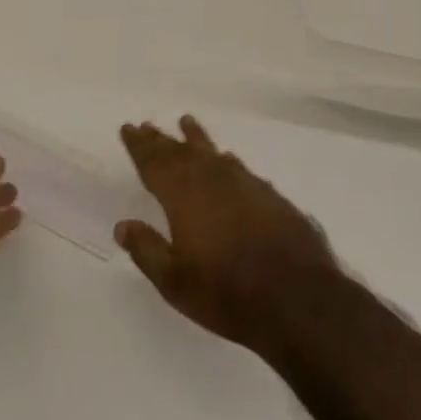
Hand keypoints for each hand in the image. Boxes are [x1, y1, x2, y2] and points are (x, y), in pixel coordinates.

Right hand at [115, 116, 341, 358]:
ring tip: (186, 122)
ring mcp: (245, 185)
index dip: (140, 146)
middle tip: (147, 125)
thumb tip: (123, 225)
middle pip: (181, 153)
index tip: (129, 128)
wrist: (297, 297)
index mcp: (184, 197)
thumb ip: (147, 249)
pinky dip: (225, 159)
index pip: (155, 163)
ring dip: (196, 138)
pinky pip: (238, 167)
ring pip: (213, 153)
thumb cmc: (226, 293)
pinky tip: (227, 158)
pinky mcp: (270, 196)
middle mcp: (213, 180)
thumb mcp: (175, 281)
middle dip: (162, 139)